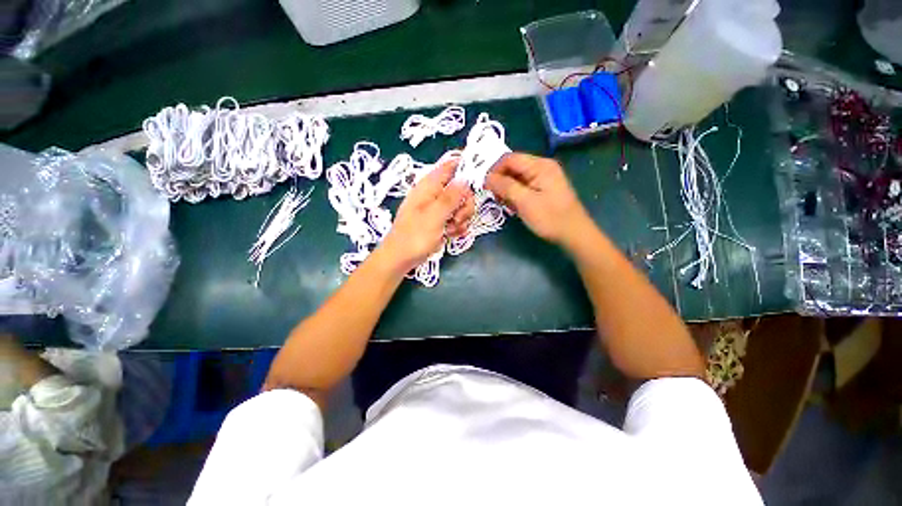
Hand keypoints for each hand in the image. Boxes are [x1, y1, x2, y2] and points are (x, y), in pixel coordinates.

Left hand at [379, 160, 474, 272]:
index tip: (477, 181)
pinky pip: (456, 218)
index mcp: (429, 186)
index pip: (450, 166)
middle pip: (461, 189)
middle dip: (464, 205)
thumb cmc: (415, 236)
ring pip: (461, 205)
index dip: (466, 168)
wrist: (401, 258)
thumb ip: (451, 197)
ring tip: (450, 230)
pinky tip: (450, 235)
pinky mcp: (440, 221)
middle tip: (457, 218)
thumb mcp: (434, 216)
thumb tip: (465, 178)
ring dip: (461, 219)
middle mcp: (435, 194)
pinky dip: (457, 227)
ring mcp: (438, 208)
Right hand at [485, 153, 591, 247]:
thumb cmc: (549, 218)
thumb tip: (487, 177)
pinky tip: (514, 206)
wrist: (573, 234)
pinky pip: (524, 185)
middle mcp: (542, 166)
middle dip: (501, 181)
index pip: (509, 159)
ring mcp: (544, 177)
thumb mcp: (524, 202)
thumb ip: (505, 186)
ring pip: (517, 177)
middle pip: (513, 167)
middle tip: (495, 198)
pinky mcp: (544, 188)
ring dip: (507, 189)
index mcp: (539, 165)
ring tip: (505, 204)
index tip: (485, 188)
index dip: (494, 171)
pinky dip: (515, 194)